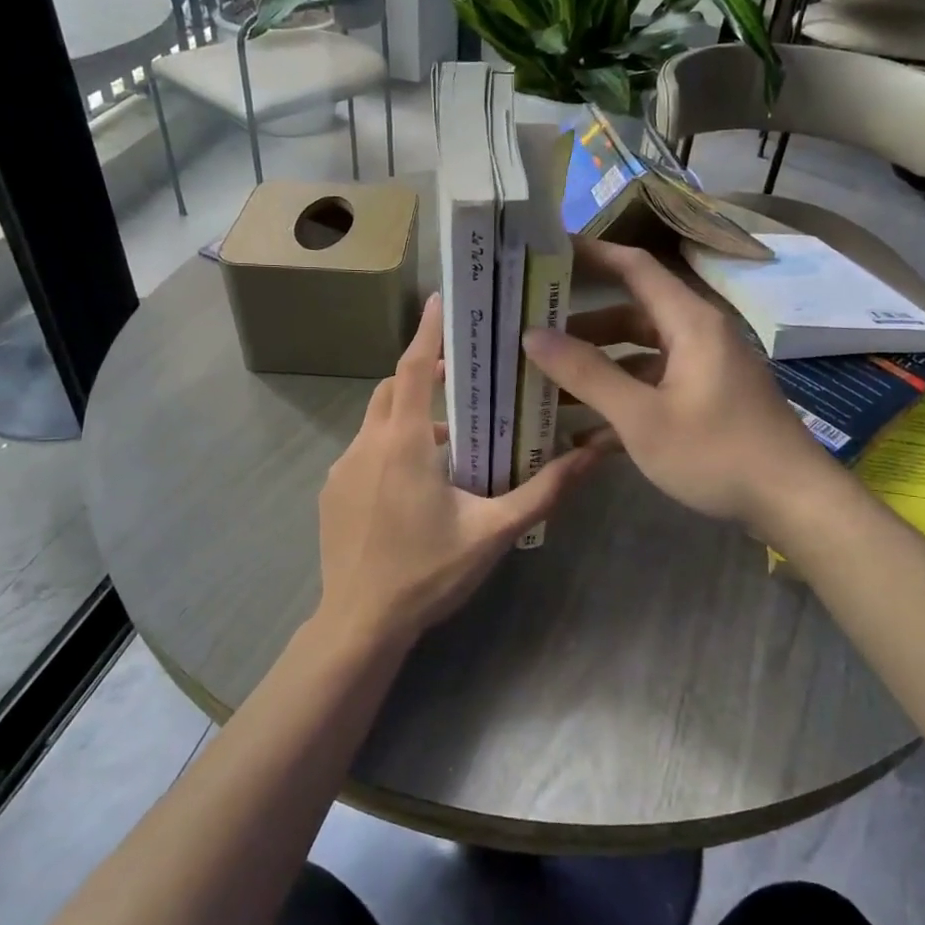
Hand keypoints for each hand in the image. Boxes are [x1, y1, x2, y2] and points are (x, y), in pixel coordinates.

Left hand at [316, 293, 602, 645]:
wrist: (360, 624)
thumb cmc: (428, 573)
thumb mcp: (494, 532)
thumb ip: (544, 491)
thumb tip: (593, 455)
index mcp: (404, 444)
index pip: (416, 368)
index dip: (428, 331)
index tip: (440, 300)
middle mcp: (367, 444)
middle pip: (394, 387)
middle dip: (424, 372)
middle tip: (462, 378)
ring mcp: (342, 468)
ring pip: (377, 420)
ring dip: (409, 415)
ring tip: (449, 440)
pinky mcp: (331, 491)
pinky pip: (363, 450)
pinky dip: (390, 445)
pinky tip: (414, 482)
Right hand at [522, 238, 827, 534]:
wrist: (793, 502)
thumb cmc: (717, 452)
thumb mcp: (642, 417)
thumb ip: (587, 374)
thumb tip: (532, 335)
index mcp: (689, 322)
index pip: (634, 267)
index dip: (591, 254)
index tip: (546, 253)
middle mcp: (698, 335)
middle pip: (632, 314)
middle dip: (582, 327)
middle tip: (533, 334)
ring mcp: (705, 369)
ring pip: (641, 355)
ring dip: (599, 369)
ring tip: (548, 387)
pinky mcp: (708, 400)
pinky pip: (656, 386)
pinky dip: (624, 399)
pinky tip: (586, 433)